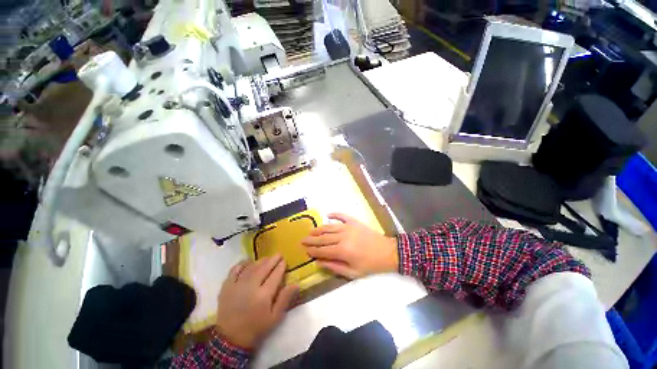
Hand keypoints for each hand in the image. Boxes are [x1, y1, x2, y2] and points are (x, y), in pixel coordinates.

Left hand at [215, 256, 297, 348]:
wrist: (231, 339)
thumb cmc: (257, 328)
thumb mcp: (275, 317)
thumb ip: (285, 299)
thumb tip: (296, 283)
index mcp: (263, 295)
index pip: (275, 275)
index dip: (281, 266)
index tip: (285, 261)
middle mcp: (250, 286)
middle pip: (264, 268)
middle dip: (272, 260)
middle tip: (278, 255)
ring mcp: (237, 285)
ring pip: (251, 267)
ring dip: (260, 261)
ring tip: (267, 258)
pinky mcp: (226, 287)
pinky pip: (234, 270)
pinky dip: (242, 264)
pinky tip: (248, 262)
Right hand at [302, 213, 398, 278]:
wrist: (387, 252)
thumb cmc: (370, 264)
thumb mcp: (352, 272)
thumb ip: (334, 267)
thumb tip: (319, 262)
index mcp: (342, 251)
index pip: (322, 250)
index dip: (313, 251)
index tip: (305, 250)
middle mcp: (342, 237)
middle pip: (323, 238)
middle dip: (311, 240)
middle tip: (302, 240)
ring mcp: (348, 227)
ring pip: (329, 227)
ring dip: (319, 229)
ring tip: (311, 231)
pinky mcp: (354, 221)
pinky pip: (342, 216)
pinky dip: (334, 214)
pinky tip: (328, 214)